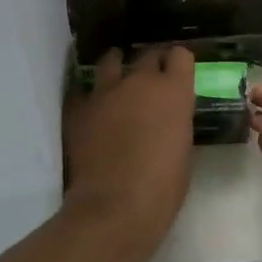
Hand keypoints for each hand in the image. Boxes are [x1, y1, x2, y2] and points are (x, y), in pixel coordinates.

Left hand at [64, 47, 195, 237]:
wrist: (114, 207)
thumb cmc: (162, 187)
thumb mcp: (182, 149)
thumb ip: (175, 122)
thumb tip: (166, 118)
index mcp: (173, 91)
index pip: (180, 55)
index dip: (179, 63)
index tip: (178, 73)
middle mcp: (139, 81)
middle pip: (147, 54)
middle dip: (152, 63)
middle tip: (152, 79)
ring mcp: (105, 92)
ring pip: (111, 60)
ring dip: (117, 66)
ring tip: (118, 78)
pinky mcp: (79, 108)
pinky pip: (84, 90)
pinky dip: (90, 95)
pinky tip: (93, 107)